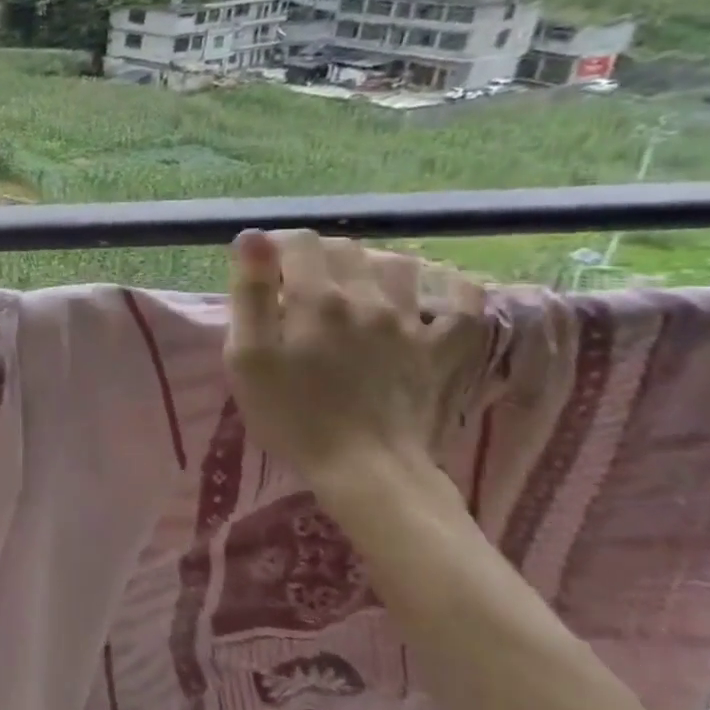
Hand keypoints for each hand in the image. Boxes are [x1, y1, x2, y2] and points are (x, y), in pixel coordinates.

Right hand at [224, 229, 488, 486]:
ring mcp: (414, 323)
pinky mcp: (446, 350)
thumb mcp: (246, 358)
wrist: (365, 471)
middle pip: (346, 248)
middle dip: (318, 254)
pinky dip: (448, 287)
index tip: (263, 266)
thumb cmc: (291, 416)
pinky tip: (429, 293)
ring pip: (399, 265)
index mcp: (317, 298)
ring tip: (354, 285)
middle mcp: (369, 298)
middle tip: (298, 282)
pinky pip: (464, 301)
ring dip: (372, 264)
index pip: (299, 242)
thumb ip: (250, 294)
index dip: (276, 245)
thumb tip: (253, 238)